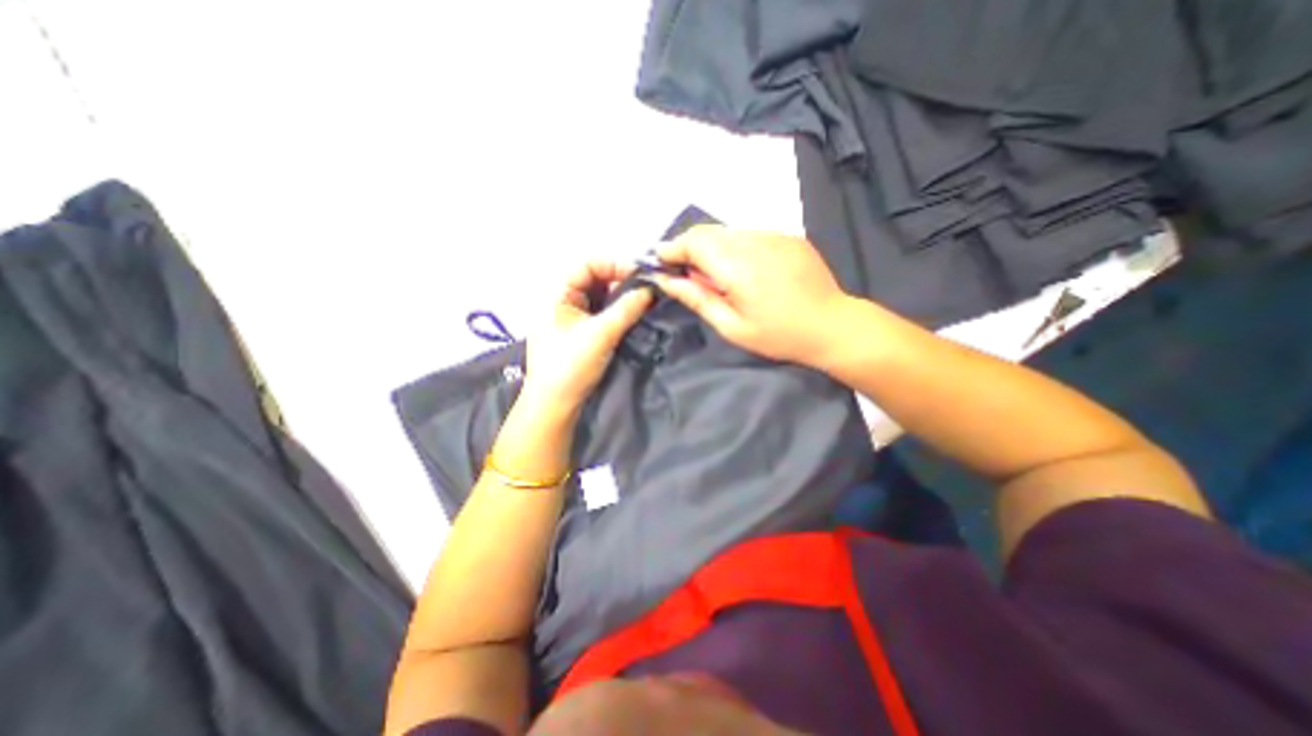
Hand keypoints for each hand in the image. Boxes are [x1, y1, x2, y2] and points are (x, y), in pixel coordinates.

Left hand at [518, 263, 649, 417]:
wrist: (555, 405)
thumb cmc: (570, 366)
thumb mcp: (601, 334)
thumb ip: (627, 309)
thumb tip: (650, 288)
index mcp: (557, 294)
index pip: (587, 265)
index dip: (614, 265)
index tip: (641, 275)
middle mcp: (563, 301)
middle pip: (594, 279)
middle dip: (621, 281)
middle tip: (647, 288)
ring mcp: (572, 318)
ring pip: (600, 297)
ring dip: (621, 297)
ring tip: (645, 300)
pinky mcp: (581, 333)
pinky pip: (601, 313)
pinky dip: (617, 311)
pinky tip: (633, 314)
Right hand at [652, 228, 850, 365]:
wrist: (832, 325)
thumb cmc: (778, 335)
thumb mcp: (732, 327)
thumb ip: (697, 299)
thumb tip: (666, 280)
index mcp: (738, 268)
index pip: (693, 242)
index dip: (672, 248)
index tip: (660, 261)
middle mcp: (755, 242)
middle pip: (708, 232)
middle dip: (688, 247)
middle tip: (685, 273)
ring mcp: (774, 235)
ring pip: (728, 232)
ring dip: (712, 248)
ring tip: (717, 276)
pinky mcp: (788, 236)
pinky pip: (750, 235)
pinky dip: (735, 247)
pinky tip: (744, 271)